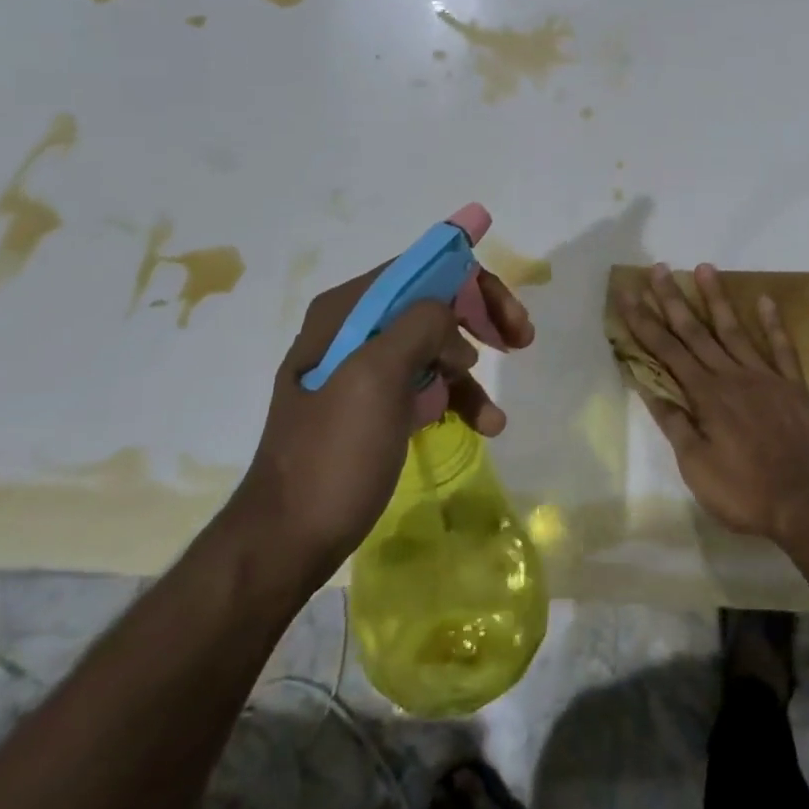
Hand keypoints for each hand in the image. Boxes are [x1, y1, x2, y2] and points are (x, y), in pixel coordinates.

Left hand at [237, 263, 534, 583]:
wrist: (288, 539)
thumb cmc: (333, 453)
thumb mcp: (374, 377)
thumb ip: (419, 326)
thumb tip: (452, 318)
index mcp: (348, 311)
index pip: (422, 270)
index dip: (471, 282)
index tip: (507, 316)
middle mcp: (355, 330)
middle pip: (434, 304)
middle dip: (481, 319)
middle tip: (520, 340)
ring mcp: (365, 370)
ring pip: (437, 347)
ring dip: (472, 372)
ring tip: (493, 415)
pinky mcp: (376, 406)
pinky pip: (428, 386)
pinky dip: (458, 400)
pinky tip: (484, 426)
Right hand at [616, 262, 808, 544]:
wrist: (805, 504)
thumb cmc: (743, 492)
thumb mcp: (695, 466)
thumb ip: (674, 422)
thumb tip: (648, 386)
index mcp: (705, 395)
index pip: (666, 351)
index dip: (644, 322)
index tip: (629, 294)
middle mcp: (732, 376)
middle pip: (695, 332)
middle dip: (673, 300)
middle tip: (658, 269)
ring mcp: (765, 377)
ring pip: (735, 330)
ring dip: (717, 298)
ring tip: (704, 268)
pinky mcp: (792, 386)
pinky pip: (782, 348)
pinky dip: (773, 323)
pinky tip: (764, 299)